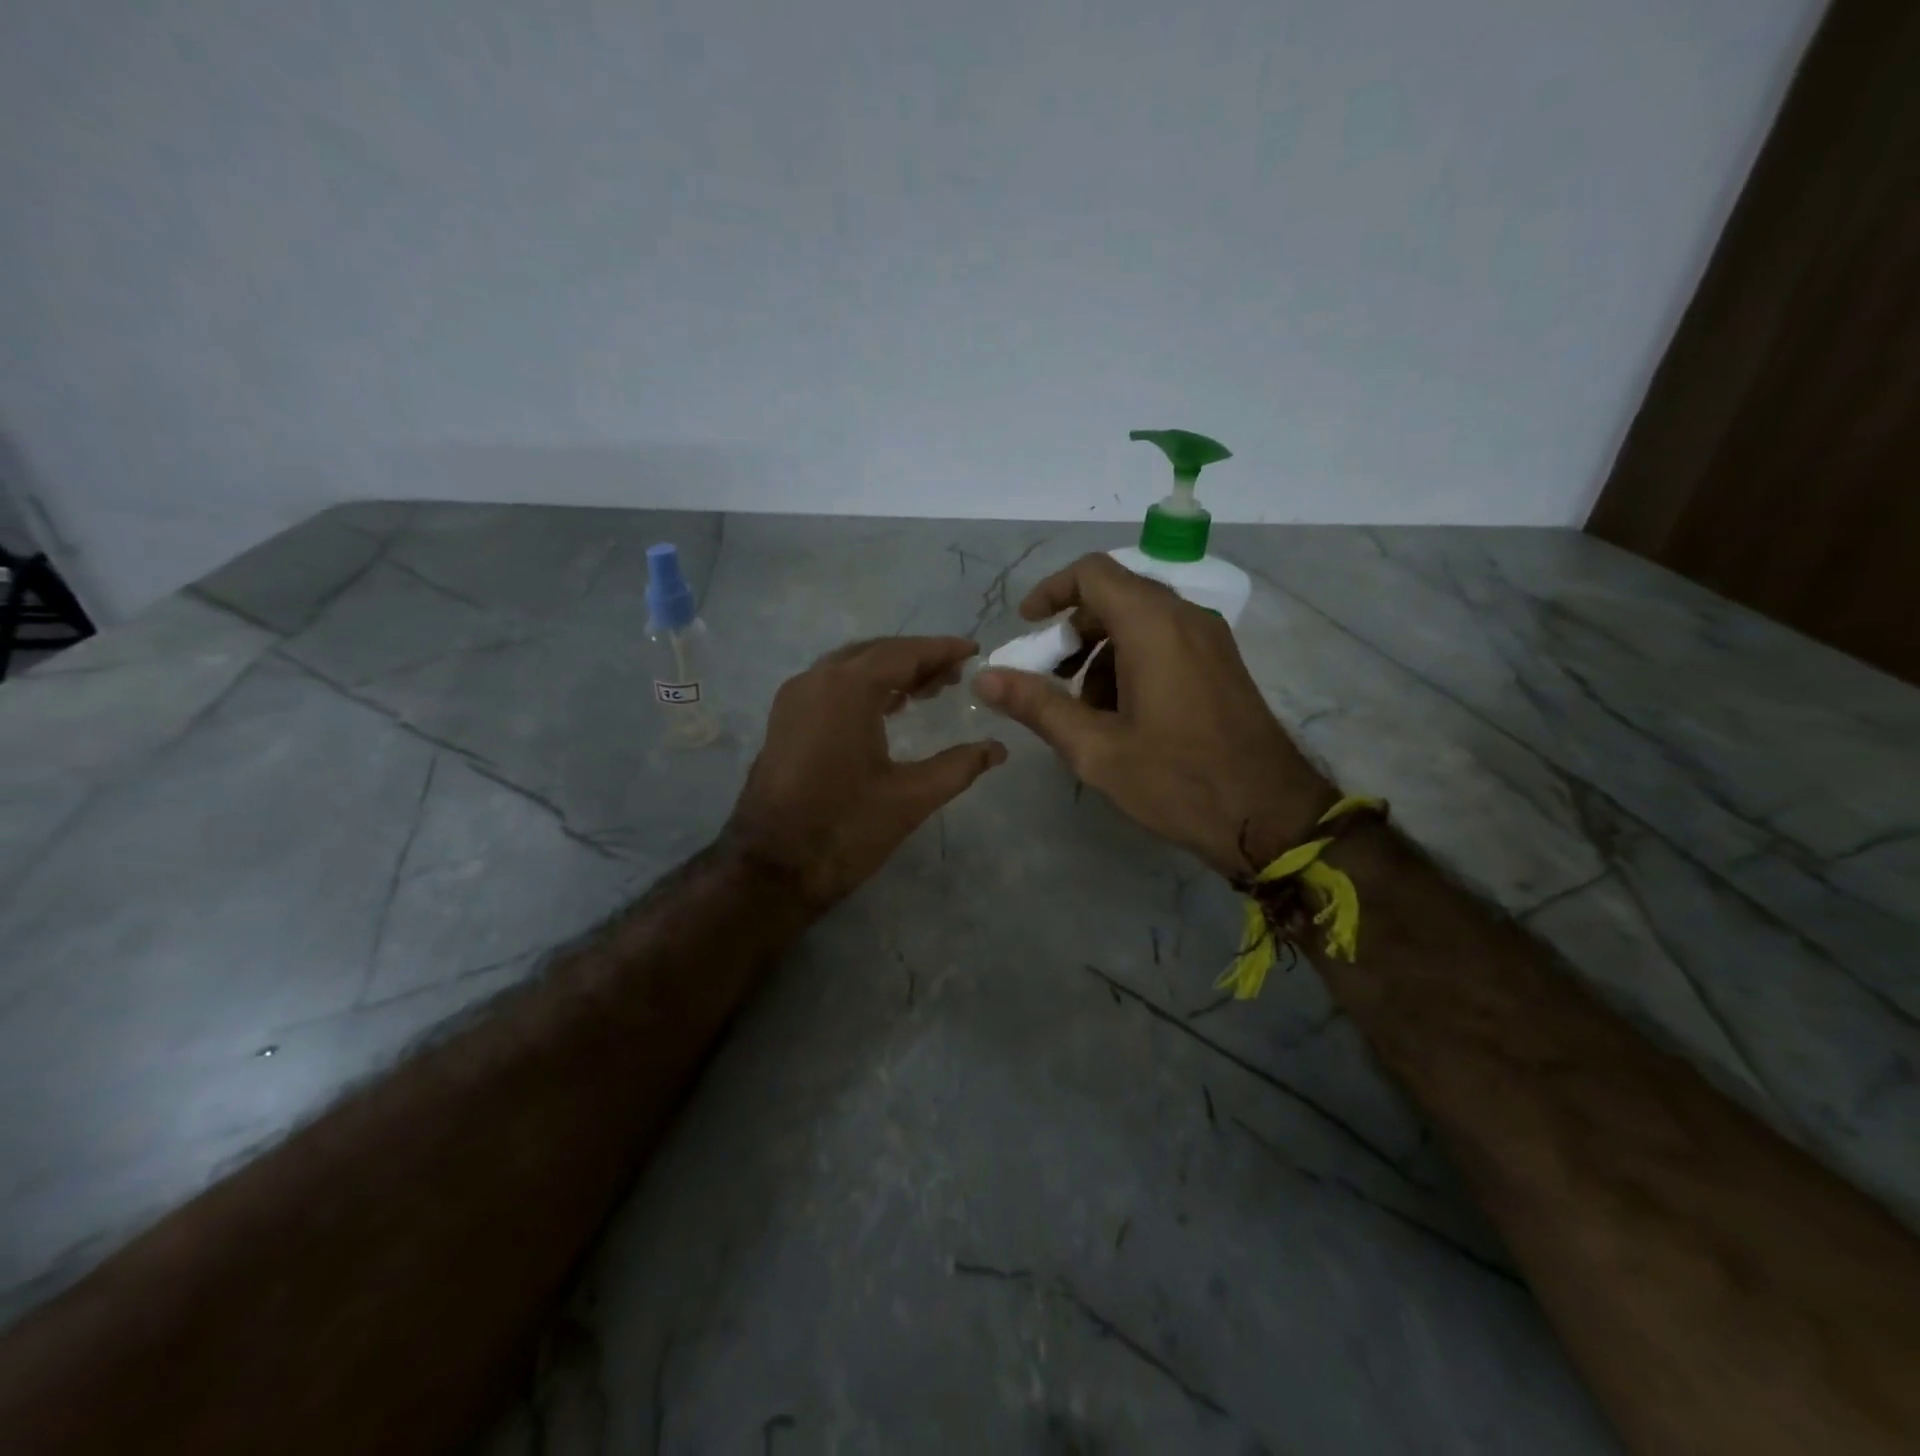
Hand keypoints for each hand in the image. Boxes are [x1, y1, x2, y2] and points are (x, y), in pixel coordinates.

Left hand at [729, 637, 1006, 908]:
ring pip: (850, 668)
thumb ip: (959, 766)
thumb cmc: (844, 829)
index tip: (972, 650)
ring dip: (889, 672)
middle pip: (875, 653)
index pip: (903, 653)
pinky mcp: (784, 721)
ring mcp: (794, 699)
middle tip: (955, 675)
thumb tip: (997, 749)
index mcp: (847, 689)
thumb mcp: (911, 797)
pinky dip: (863, 688)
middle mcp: (816, 680)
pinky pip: (830, 687)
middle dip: (917, 659)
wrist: (771, 868)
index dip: (941, 650)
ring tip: (928, 690)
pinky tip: (887, 708)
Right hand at [974, 554, 1331, 876]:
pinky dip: (1131, 662)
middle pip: (1115, 596)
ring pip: (1140, 621)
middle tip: (1048, 678)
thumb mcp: (1096, 748)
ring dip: (1101, 652)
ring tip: (1084, 710)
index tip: (1026, 626)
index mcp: (1153, 625)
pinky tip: (1123, 716)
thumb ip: (1037, 705)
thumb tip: (984, 677)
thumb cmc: (1177, 780)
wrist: (1270, 816)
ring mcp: (1210, 639)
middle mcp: (1185, 617)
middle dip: (1073, 631)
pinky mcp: (1221, 663)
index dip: (1051, 592)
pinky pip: (1165, 641)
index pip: (1092, 574)